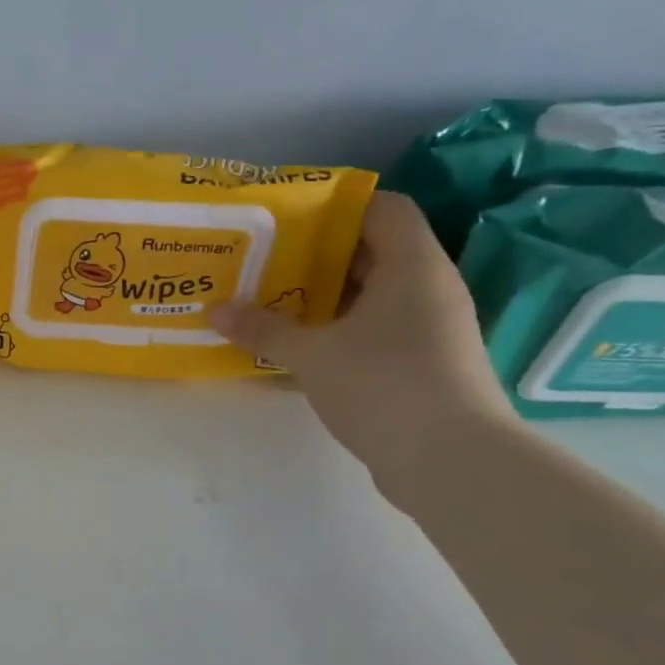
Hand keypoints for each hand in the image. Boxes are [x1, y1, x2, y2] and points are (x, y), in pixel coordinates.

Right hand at [213, 192, 517, 504]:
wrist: (449, 458)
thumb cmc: (382, 384)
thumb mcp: (311, 354)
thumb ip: (263, 329)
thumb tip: (215, 310)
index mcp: (412, 266)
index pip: (384, 208)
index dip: (338, 207)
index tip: (288, 219)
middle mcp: (429, 288)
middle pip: (373, 251)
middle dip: (317, 255)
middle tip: (265, 261)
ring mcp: (430, 327)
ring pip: (372, 294)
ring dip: (324, 297)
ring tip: (272, 301)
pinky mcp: (424, 362)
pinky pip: (376, 328)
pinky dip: (340, 329)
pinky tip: (300, 345)